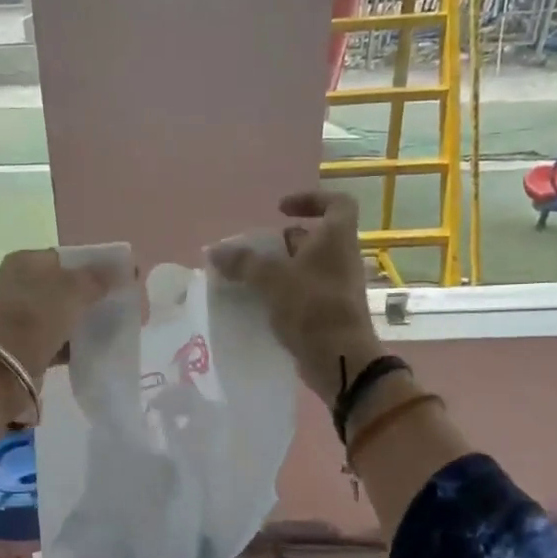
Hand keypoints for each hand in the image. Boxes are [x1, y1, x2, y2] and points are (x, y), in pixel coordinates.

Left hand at [0, 248, 125, 390]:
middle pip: (66, 286)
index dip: (97, 265)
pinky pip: (58, 339)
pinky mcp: (26, 345)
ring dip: (86, 320)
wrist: (0, 369)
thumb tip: (125, 270)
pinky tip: (98, 347)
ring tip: (116, 326)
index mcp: (26, 262)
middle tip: (123, 304)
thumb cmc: (35, 318)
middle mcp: (20, 285)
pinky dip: (76, 343)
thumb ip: (99, 279)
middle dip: (95, 295)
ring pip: (63, 314)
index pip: (68, 257)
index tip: (124, 278)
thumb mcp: (71, 291)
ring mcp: (21, 317)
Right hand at [211, 191, 383, 401]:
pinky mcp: (329, 312)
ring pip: (307, 268)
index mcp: (337, 239)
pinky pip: (304, 293)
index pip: (337, 203)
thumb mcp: (273, 279)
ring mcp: (337, 287)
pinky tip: (259, 303)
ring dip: (281, 269)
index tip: (281, 210)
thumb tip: (215, 251)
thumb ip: (243, 263)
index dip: (311, 199)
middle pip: (315, 238)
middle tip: (256, 250)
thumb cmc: (312, 307)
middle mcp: (341, 258)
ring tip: (250, 278)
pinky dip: (284, 293)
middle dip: (284, 241)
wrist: (340, 358)